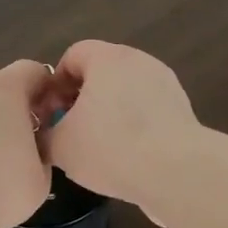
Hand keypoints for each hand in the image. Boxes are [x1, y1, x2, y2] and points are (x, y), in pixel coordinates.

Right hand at [44, 41, 201, 218]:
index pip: (73, 55)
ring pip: (126, 93)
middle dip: (82, 99)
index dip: (55, 83)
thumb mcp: (60, 146)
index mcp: (108, 58)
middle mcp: (139, 61)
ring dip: (110, 114)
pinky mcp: (183, 109)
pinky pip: (148, 112)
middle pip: (101, 73)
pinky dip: (135, 128)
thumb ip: (45, 133)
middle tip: (71, 132)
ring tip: (100, 150)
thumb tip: (47, 132)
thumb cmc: (110, 148)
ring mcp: (166, 84)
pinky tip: (128, 158)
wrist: (177, 172)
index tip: (51, 114)